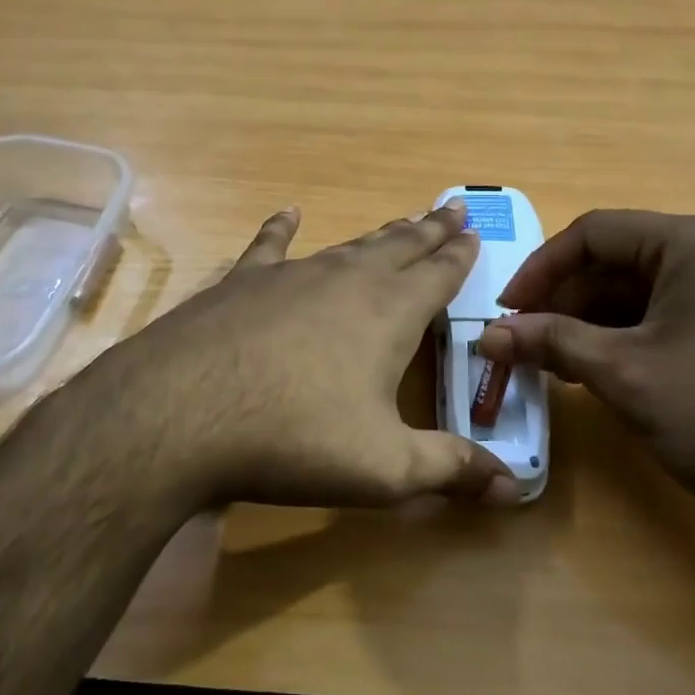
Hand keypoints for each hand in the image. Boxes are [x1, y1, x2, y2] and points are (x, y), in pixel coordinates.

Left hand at [76, 200, 519, 510]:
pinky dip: (281, 228)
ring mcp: (290, 275)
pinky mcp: (240, 282)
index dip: (461, 254)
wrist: (181, 413)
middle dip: (430, 230)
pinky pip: (269, 246)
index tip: (475, 230)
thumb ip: (451, 470)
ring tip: (400, 220)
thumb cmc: (295, 439)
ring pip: (347, 245)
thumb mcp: (384, 468)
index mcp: (390, 312)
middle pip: (400, 246)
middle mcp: (346, 280)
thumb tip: (514, 486)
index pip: (440, 274)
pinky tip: (287, 213)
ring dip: (378, 234)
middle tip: (452, 208)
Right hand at [476, 211, 694, 532]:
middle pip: (618, 260)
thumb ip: (552, 343)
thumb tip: (490, 336)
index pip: (594, 233)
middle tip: (525, 343)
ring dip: (592, 322)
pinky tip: (601, 370)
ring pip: (642, 290)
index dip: (540, 269)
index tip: (506, 312)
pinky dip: (628, 336)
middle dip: (565, 300)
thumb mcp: (624, 375)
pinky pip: (670, 313)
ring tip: (555, 364)